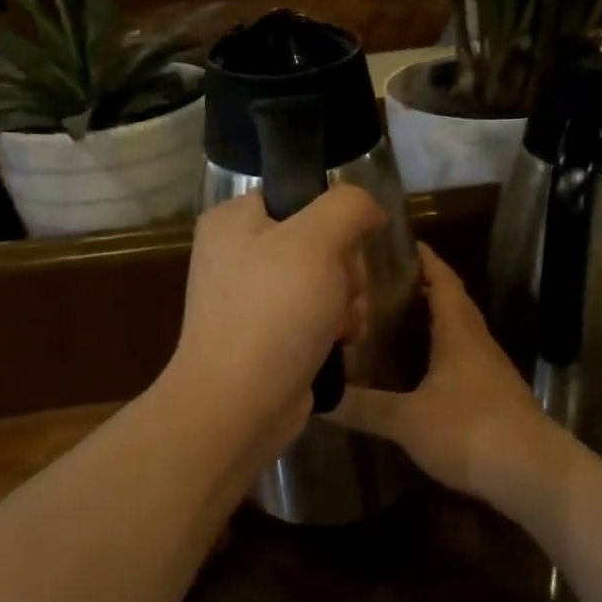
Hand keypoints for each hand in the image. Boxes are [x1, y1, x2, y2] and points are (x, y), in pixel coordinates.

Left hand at [165, 188, 384, 452]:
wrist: (238, 405)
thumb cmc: (274, 311)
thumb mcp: (317, 240)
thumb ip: (348, 206)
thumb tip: (367, 208)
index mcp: (234, 221)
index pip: (298, 196)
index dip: (333, 219)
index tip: (345, 246)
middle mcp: (238, 255)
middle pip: (320, 241)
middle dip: (346, 270)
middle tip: (342, 292)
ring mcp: (252, 299)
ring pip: (326, 281)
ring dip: (347, 301)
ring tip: (341, 326)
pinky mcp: (268, 337)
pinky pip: (316, 316)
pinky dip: (335, 328)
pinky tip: (340, 343)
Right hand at [333, 245, 582, 518]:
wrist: (534, 474)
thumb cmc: (469, 430)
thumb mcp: (407, 420)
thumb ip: (364, 407)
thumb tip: (319, 397)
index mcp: (459, 333)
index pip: (444, 281)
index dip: (427, 259)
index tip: (403, 242)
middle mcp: (478, 343)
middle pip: (454, 304)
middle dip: (425, 288)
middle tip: (386, 283)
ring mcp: (492, 371)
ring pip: (461, 333)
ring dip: (435, 322)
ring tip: (397, 321)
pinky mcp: (497, 398)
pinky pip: (465, 361)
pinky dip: (443, 353)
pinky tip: (423, 371)